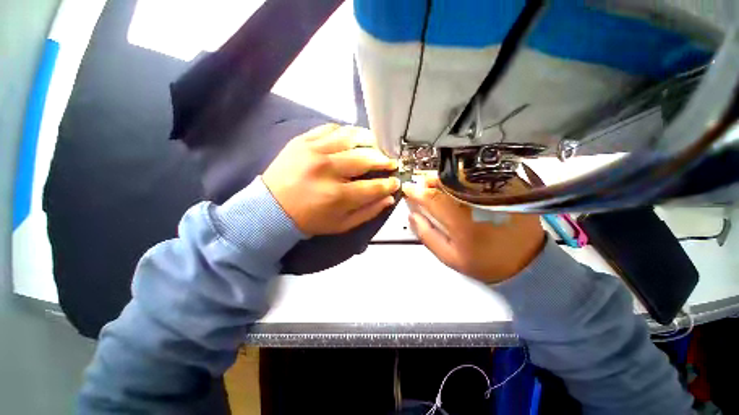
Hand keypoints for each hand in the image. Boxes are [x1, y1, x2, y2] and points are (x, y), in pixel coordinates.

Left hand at [263, 124, 399, 235]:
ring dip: (369, 141)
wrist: (271, 208)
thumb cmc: (309, 220)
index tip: (395, 181)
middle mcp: (328, 170)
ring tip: (376, 146)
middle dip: (384, 160)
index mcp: (337, 196)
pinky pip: (331, 128)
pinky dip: (346, 132)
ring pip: (351, 137)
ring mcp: (314, 151)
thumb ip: (368, 212)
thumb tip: (389, 198)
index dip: (389, 183)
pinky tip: (351, 140)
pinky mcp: (303, 140)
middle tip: (390, 162)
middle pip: (366, 158)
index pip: (374, 186)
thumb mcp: (341, 225)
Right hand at [402, 178, 544, 283]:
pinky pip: (479, 177)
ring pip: (462, 177)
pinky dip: (463, 178)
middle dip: (429, 181)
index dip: (416, 192)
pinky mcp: (507, 190)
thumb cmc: (482, 262)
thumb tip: (412, 215)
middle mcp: (478, 203)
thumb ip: (427, 235)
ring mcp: (494, 194)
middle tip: (421, 185)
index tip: (407, 189)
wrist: (525, 262)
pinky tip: (457, 185)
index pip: (432, 199)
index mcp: (462, 222)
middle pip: (447, 182)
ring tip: (436, 184)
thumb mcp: (449, 256)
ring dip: (444, 178)